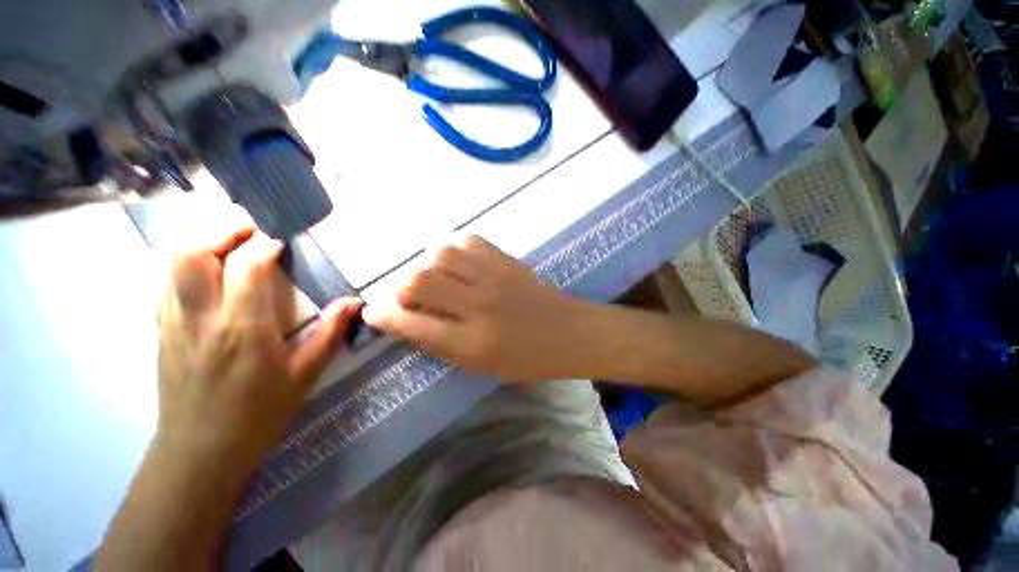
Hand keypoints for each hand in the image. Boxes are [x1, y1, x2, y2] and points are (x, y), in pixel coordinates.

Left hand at [157, 225, 359, 473]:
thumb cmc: (259, 413)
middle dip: (221, 231)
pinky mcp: (160, 331)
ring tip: (229, 244)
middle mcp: (201, 318)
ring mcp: (173, 323)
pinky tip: (209, 275)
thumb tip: (353, 303)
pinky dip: (187, 266)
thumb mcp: (305, 375)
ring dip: (201, 244)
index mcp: (243, 329)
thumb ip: (329, 333)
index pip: (246, 267)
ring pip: (171, 264)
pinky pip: (166, 283)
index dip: (264, 246)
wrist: (200, 451)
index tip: (281, 243)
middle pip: (192, 253)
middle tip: (249, 231)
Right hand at [363, 234, 581, 382]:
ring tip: (433, 277)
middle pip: (419, 281)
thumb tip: (406, 322)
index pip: (413, 325)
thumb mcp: (480, 365)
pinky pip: (468, 240)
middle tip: (405, 296)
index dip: (384, 317)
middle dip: (400, 288)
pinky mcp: (507, 260)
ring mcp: (495, 277)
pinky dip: (452, 248)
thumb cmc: (526, 359)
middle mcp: (479, 306)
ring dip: (426, 265)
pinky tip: (454, 261)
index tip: (373, 312)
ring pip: (440, 254)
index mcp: (472, 343)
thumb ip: (441, 344)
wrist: (569, 333)